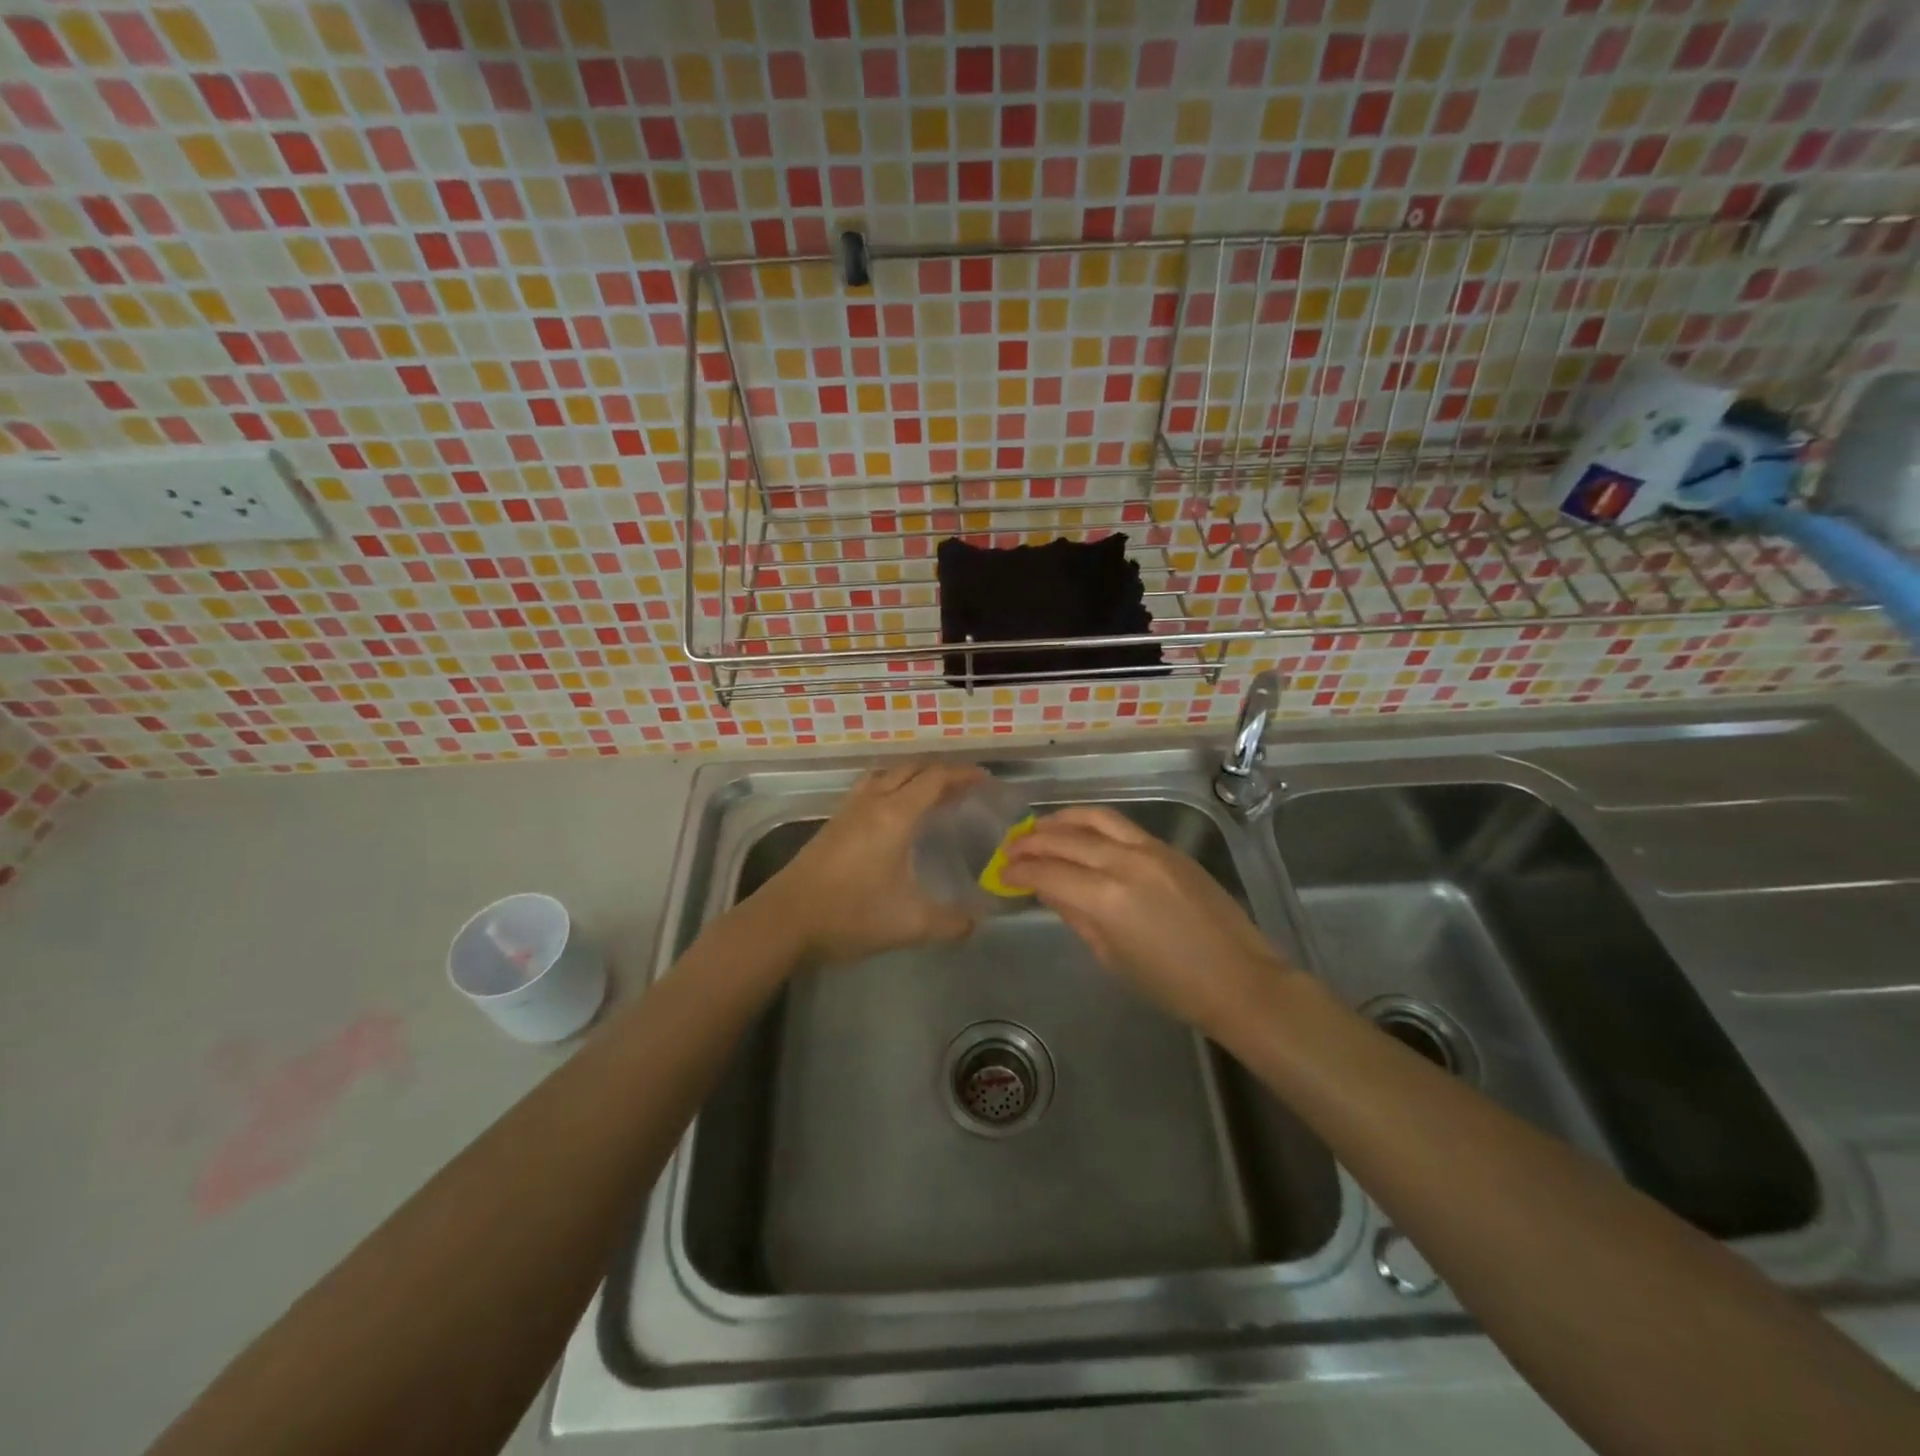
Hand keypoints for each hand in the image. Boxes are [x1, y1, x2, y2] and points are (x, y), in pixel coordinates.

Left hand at [756, 760, 986, 965]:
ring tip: (930, 795)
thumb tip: (976, 923)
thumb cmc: (850, 915)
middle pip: (910, 769)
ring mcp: (848, 810)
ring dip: (912, 776)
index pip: (935, 779)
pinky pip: (868, 789)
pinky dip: (890, 788)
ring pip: (885, 775)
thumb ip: (950, 923)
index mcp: (895, 815)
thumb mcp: (910, 925)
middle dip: (941, 773)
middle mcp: (872, 802)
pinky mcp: (832, 824)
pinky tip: (892, 816)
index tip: (985, 780)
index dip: (963, 775)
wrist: (785, 920)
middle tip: (963, 789)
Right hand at [1002, 805, 1299, 1040]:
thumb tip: (1048, 889)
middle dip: (1031, 842)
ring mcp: (1150, 849)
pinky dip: (1092, 823)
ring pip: (1094, 818)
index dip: (1020, 871)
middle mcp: (1124, 863)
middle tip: (1010, 848)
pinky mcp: (1168, 848)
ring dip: (1060, 820)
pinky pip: (1121, 825)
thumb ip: (1076, 915)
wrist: (1238, 979)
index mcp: (1106, 899)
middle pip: (1065, 840)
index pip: (1048, 873)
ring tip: (1039, 827)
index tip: (1002, 873)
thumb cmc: (1171, 985)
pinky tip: (1079, 832)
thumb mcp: (1112, 956)